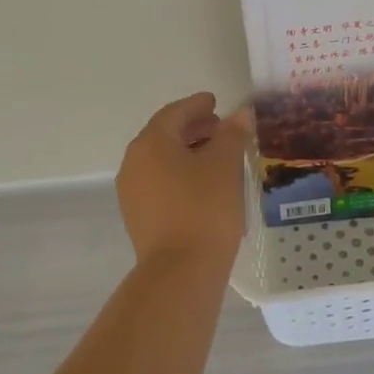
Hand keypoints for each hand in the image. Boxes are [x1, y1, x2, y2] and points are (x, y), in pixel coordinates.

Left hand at [116, 93, 252, 273]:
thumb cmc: (204, 207)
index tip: (215, 102)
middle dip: (192, 128)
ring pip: (161, 161)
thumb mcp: (224, 164)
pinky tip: (204, 184)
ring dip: (187, 152)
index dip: (196, 105)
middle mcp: (134, 163)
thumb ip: (232, 134)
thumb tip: (241, 113)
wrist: (180, 271)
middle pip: (164, 135)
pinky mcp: (139, 217)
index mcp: (150, 143)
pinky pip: (160, 183)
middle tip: (220, 127)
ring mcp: (132, 192)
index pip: (174, 113)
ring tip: (216, 155)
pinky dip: (180, 174)